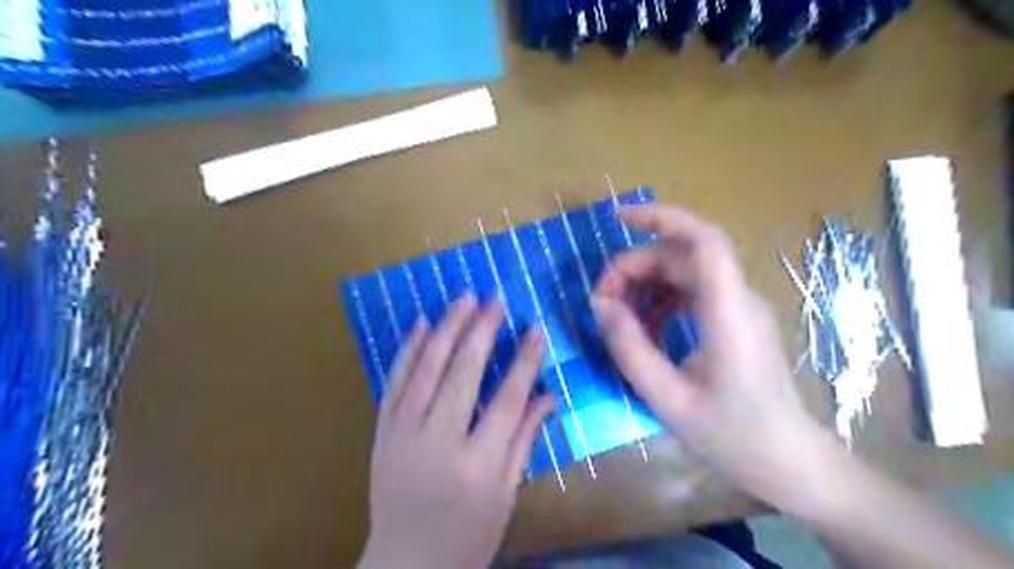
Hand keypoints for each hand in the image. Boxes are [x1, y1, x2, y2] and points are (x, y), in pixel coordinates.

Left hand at [361, 296, 557, 568]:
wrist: (405, 565)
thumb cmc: (468, 535)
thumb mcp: (506, 494)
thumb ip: (525, 439)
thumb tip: (549, 395)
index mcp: (476, 465)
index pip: (507, 399)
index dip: (524, 361)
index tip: (535, 329)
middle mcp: (438, 442)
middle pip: (463, 374)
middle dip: (482, 330)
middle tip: (495, 298)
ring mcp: (403, 434)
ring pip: (426, 369)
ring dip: (446, 328)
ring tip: (463, 298)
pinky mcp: (382, 431)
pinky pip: (394, 381)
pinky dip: (408, 349)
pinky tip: (420, 323)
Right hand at [592, 205, 834, 510]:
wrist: (788, 462)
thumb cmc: (732, 436)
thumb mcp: (667, 397)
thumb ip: (629, 347)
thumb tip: (600, 304)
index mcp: (728, 311)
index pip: (701, 239)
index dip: (660, 217)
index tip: (617, 218)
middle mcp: (738, 298)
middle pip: (681, 256)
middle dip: (635, 265)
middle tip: (602, 300)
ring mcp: (739, 308)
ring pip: (684, 272)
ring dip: (646, 283)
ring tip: (617, 315)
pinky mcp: (735, 320)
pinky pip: (692, 293)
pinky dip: (661, 300)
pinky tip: (644, 328)